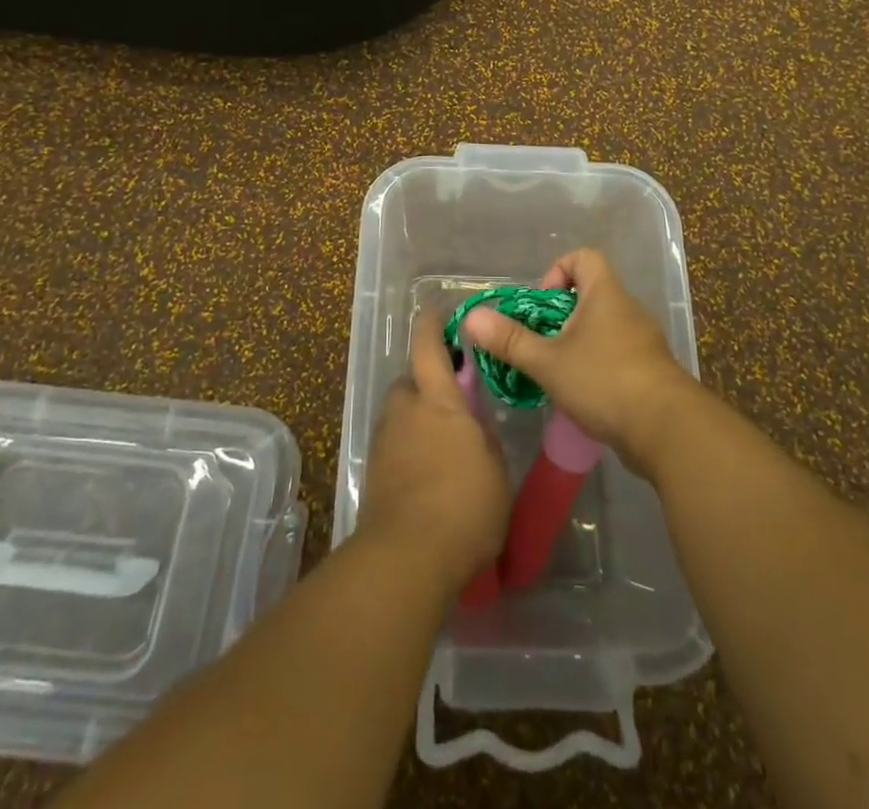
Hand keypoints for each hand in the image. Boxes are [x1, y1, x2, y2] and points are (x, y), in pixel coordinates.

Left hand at [359, 310, 510, 593]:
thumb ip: (483, 437)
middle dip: (424, 385)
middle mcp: (406, 412)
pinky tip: (425, 475)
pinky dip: (406, 450)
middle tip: (448, 403)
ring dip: (414, 419)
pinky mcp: (373, 474)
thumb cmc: (464, 507)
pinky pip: (392, 446)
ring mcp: (385, 443)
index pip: (429, 348)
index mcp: (439, 401)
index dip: (431, 326)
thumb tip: (473, 424)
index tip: (436, 312)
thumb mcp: (495, 469)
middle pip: (408, 382)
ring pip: (399, 416)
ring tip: (440, 446)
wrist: (407, 558)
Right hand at [462, 248, 702, 478]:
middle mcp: (627, 309)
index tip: (540, 305)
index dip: (557, 271)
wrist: (668, 430)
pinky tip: (581, 394)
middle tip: (539, 343)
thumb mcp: (548, 361)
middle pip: (590, 294)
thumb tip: (472, 317)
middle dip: (559, 316)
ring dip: (576, 343)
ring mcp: (643, 341)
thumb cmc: (604, 381)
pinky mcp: (650, 371)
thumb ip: (510, 340)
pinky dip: (596, 366)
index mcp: (605, 294)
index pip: (583, 257)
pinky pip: (616, 354)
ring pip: (602, 327)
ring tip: (555, 371)